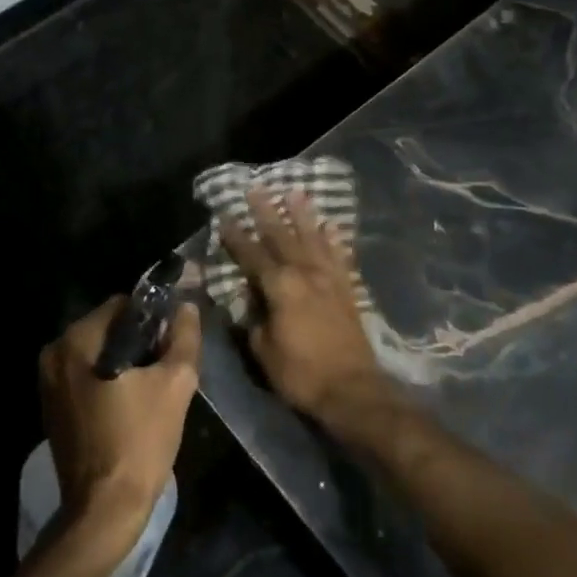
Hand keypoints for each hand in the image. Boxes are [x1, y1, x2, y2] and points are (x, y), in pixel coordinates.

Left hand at [38, 296, 200, 558]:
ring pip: (98, 354)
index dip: (154, 317)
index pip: (123, 304)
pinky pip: (86, 378)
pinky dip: (109, 382)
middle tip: (167, 367)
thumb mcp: (176, 383)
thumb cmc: (140, 440)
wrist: (104, 508)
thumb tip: (186, 307)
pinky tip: (132, 405)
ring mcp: (48, 383)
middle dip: (140, 342)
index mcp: (77, 340)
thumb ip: (184, 338)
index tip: (174, 340)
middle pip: (108, 329)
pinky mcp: (52, 408)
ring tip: (153, 388)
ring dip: (125, 363)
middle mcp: (54, 354)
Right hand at [218, 189, 393, 431]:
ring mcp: (330, 280)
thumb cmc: (300, 373)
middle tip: (257, 188)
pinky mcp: (347, 290)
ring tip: (296, 193)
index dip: (236, 236)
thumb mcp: (263, 350)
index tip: (224, 216)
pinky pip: (340, 257)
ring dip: (303, 215)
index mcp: (280, 287)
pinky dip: (334, 240)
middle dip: (267, 212)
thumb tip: (248, 300)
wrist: (351, 389)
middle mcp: (305, 274)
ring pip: (314, 239)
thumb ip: (253, 319)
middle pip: (283, 236)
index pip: (252, 255)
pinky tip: (331, 226)